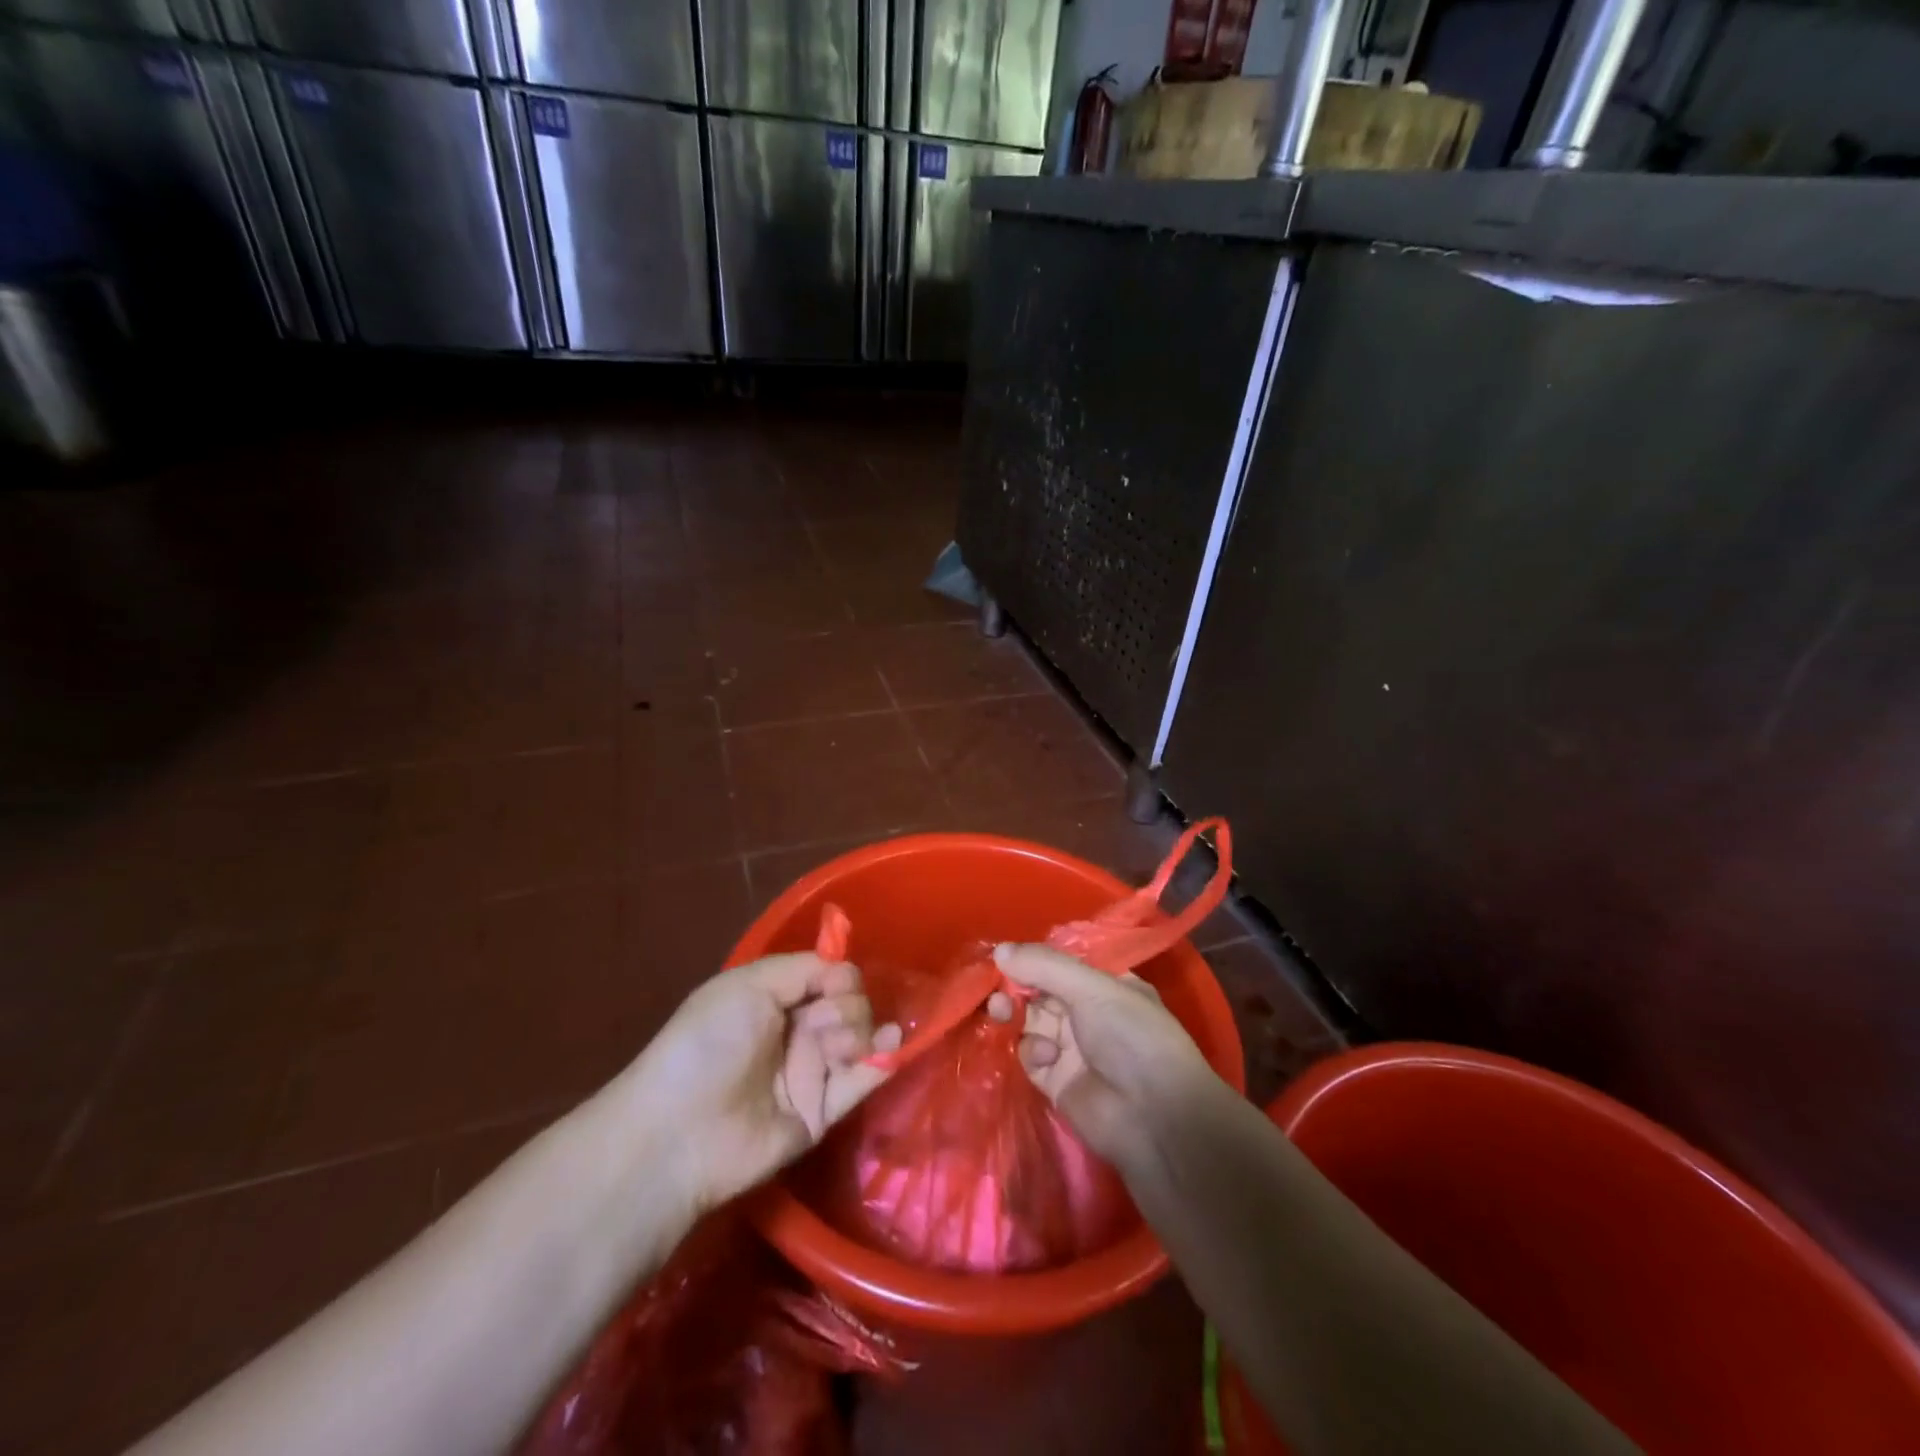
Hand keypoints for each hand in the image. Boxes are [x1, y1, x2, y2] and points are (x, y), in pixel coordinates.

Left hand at [618, 954, 901, 1212]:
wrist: (682, 1129)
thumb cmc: (709, 1043)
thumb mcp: (747, 985)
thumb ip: (803, 969)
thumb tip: (846, 972)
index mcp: (775, 1000)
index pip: (827, 976)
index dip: (839, 976)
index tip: (836, 982)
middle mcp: (796, 1032)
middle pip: (848, 1004)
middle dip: (847, 1005)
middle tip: (822, 1021)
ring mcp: (811, 1073)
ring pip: (859, 1037)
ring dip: (860, 1030)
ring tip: (841, 1046)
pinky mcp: (823, 1112)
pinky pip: (861, 1082)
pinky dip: (882, 1060)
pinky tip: (892, 1043)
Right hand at [988, 942, 1217, 1172]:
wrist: (1154, 1118)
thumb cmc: (1132, 1037)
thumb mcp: (1092, 988)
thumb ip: (1044, 966)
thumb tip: (999, 950)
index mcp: (1106, 985)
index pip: (1061, 964)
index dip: (1033, 959)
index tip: (1005, 956)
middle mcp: (1088, 1013)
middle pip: (1041, 991)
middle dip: (1016, 986)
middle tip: (995, 987)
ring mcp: (1072, 1047)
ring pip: (1030, 1021)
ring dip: (1013, 1013)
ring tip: (1002, 1011)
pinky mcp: (1056, 1080)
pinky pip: (1029, 1054)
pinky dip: (1030, 1050)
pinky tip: (1044, 1055)